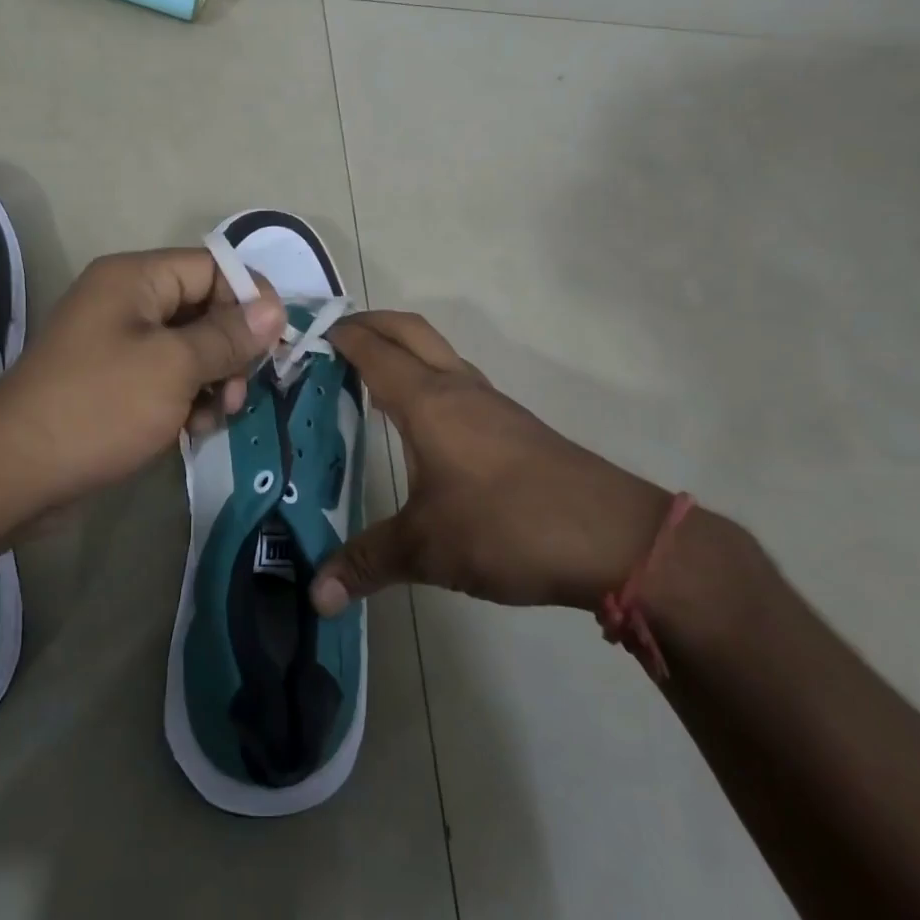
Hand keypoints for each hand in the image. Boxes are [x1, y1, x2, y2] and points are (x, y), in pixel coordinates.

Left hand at [0, 249, 284, 514]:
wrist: (16, 472)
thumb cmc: (99, 407)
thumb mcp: (173, 367)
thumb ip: (228, 335)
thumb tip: (276, 308)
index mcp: (136, 278)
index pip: (213, 267)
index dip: (250, 299)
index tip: (276, 343)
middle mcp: (127, 301)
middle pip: (204, 307)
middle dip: (231, 349)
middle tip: (236, 392)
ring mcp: (118, 342)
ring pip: (190, 347)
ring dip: (212, 380)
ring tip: (214, 417)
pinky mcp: (114, 380)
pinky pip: (167, 376)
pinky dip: (186, 398)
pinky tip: (191, 430)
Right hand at [309, 312, 672, 615]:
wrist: (612, 538)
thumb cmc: (506, 526)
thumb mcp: (427, 548)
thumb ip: (367, 563)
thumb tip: (315, 596)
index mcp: (428, 401)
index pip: (373, 351)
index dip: (339, 337)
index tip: (306, 336)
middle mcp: (458, 388)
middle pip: (409, 330)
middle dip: (370, 323)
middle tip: (334, 338)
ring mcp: (491, 403)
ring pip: (438, 352)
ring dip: (403, 349)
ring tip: (368, 378)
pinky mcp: (514, 425)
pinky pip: (458, 381)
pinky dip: (427, 379)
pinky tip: (421, 422)